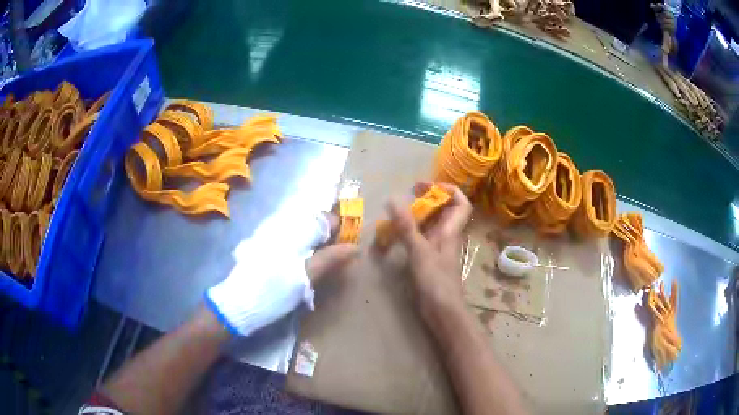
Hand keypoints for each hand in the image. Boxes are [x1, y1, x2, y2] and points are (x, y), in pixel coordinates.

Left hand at [207, 209, 356, 336]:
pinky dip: (299, 246)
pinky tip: (300, 260)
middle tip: (334, 254)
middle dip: (326, 235)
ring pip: (299, 230)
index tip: (347, 243)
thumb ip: (329, 259)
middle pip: (311, 222)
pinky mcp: (262, 246)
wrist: (238, 304)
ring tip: (319, 258)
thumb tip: (355, 247)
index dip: (338, 228)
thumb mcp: (305, 277)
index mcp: (292, 231)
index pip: (322, 219)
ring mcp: (269, 236)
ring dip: (313, 241)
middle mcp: (280, 227)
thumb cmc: (273, 291)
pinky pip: (287, 238)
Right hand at [387, 182, 471, 321]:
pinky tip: (396, 233)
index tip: (426, 186)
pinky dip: (411, 231)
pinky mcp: (429, 259)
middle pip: (444, 210)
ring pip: (431, 224)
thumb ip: (406, 226)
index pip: (460, 202)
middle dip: (428, 198)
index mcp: (451, 230)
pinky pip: (422, 238)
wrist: (442, 310)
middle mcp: (447, 235)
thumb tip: (393, 199)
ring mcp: (438, 248)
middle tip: (408, 194)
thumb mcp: (419, 251)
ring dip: (417, 215)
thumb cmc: (435, 280)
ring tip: (397, 210)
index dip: (448, 189)